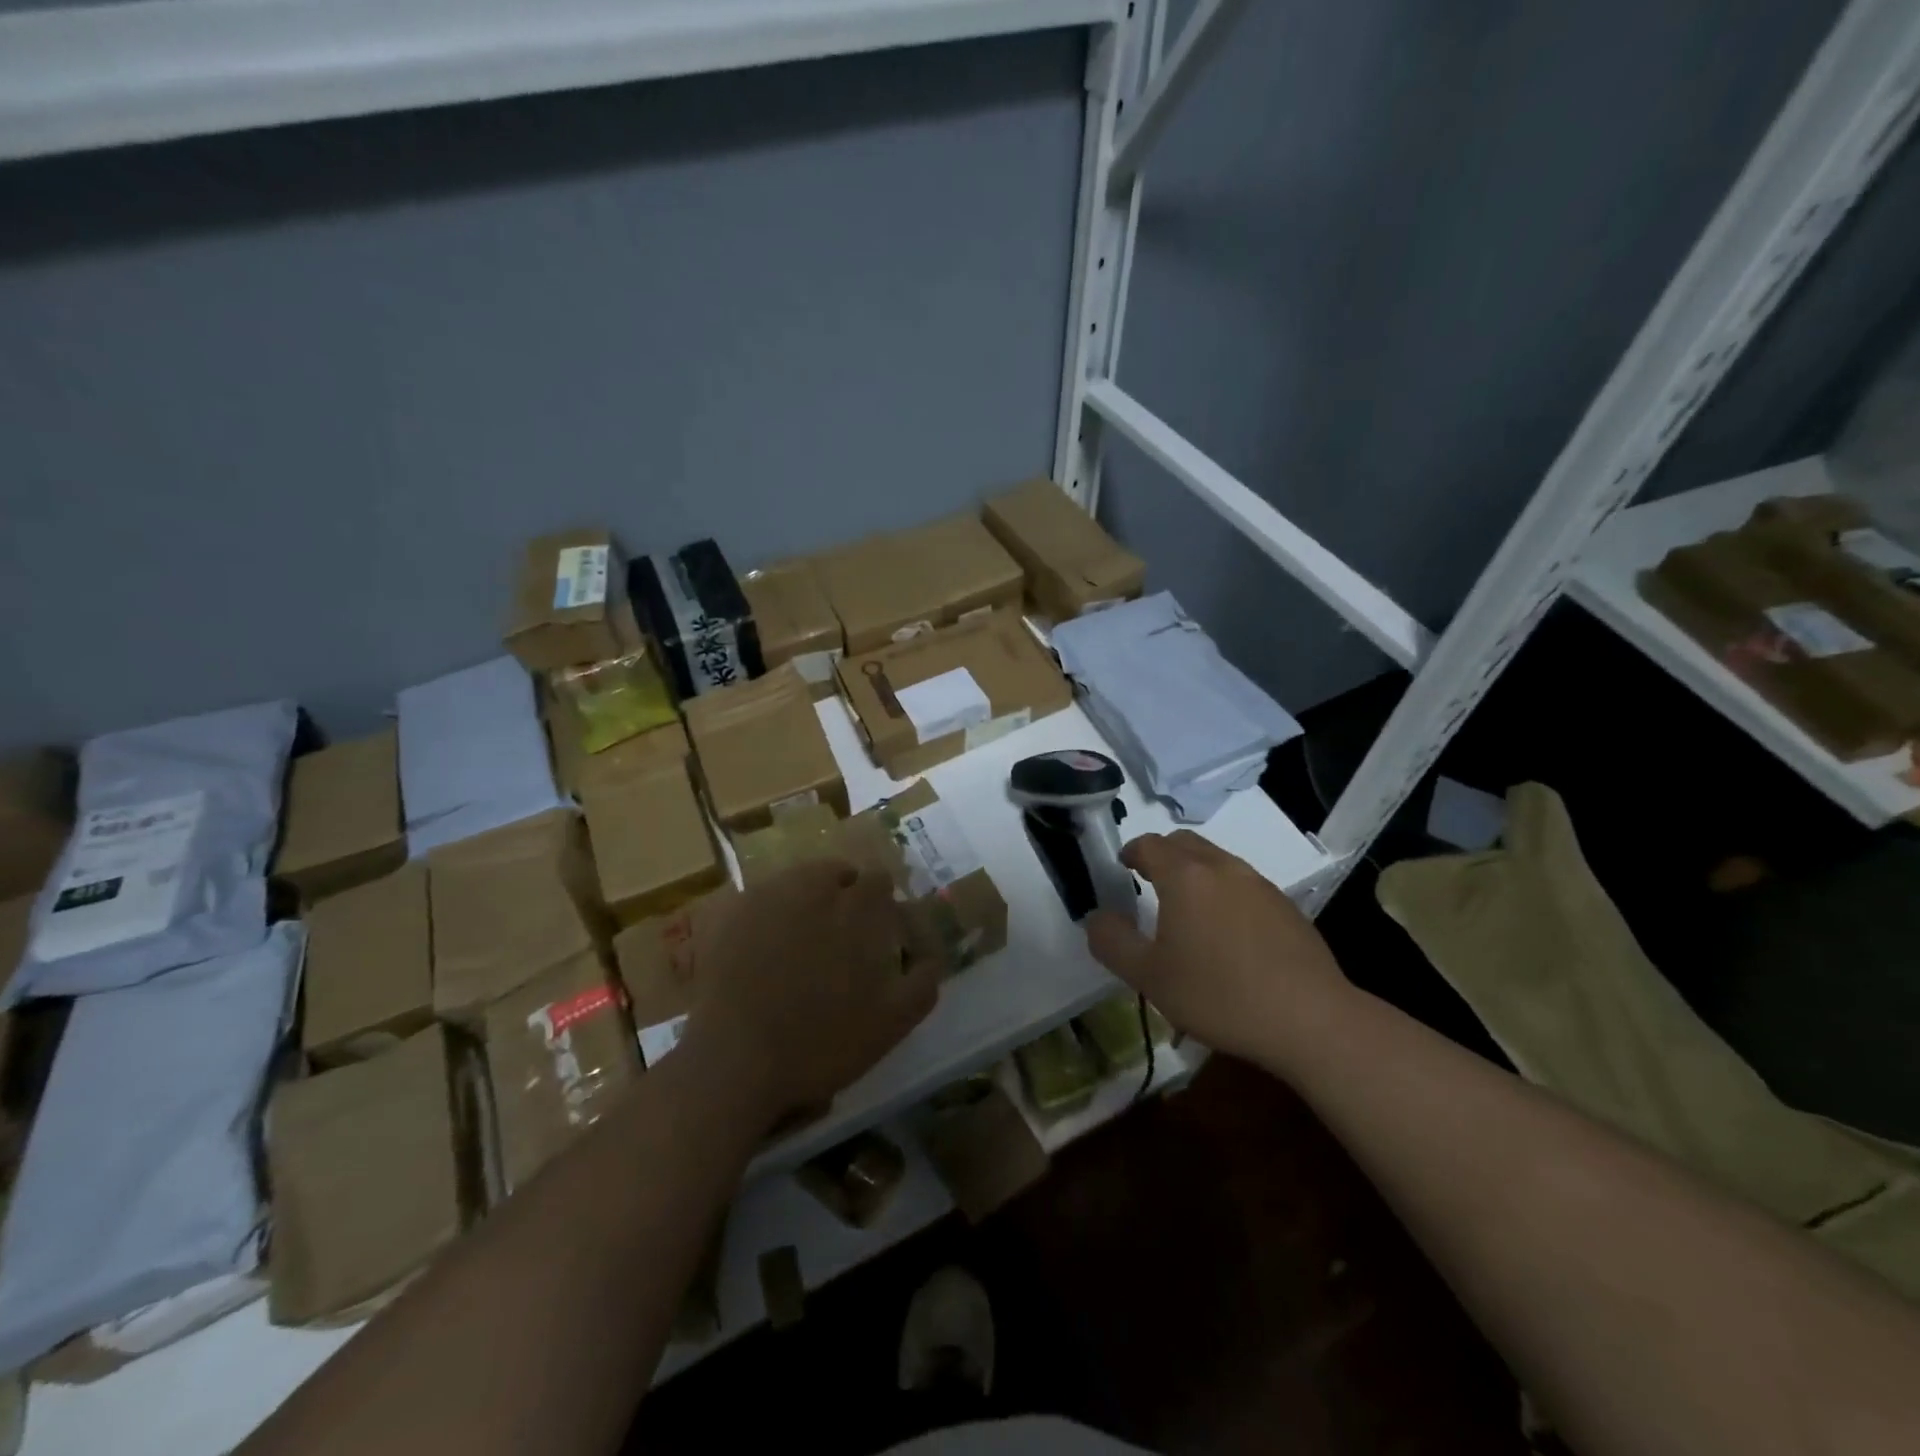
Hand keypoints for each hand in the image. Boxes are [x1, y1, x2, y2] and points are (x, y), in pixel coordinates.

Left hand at [680, 858, 940, 1127]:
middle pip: (836, 873)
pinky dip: (766, 916)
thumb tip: (932, 952)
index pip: (880, 880)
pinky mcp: (728, 913)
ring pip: (794, 882)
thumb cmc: (821, 1042)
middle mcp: (813, 887)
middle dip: (843, 894)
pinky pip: (757, 901)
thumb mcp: (893, 1023)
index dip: (882, 903)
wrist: (733, 1061)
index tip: (879, 930)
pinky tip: (761, 951)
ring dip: (804, 900)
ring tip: (798, 941)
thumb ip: (922, 980)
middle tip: (838, 936)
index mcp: (858, 907)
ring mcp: (766, 896)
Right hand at [1085, 831, 1351, 1064]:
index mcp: (1185, 876)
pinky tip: (1228, 935)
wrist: (1310, 1019)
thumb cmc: (1219, 994)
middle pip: (1185, 843)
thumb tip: (1097, 917)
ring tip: (1187, 911)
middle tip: (1149, 882)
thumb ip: (1112, 942)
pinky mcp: (1287, 906)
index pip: (1149, 844)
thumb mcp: (1148, 976)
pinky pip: (1244, 885)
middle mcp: (1222, 868)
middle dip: (1162, 855)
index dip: (1131, 851)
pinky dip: (1225, 893)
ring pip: (1217, 861)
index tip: (1123, 867)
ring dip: (1195, 873)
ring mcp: (1260, 884)